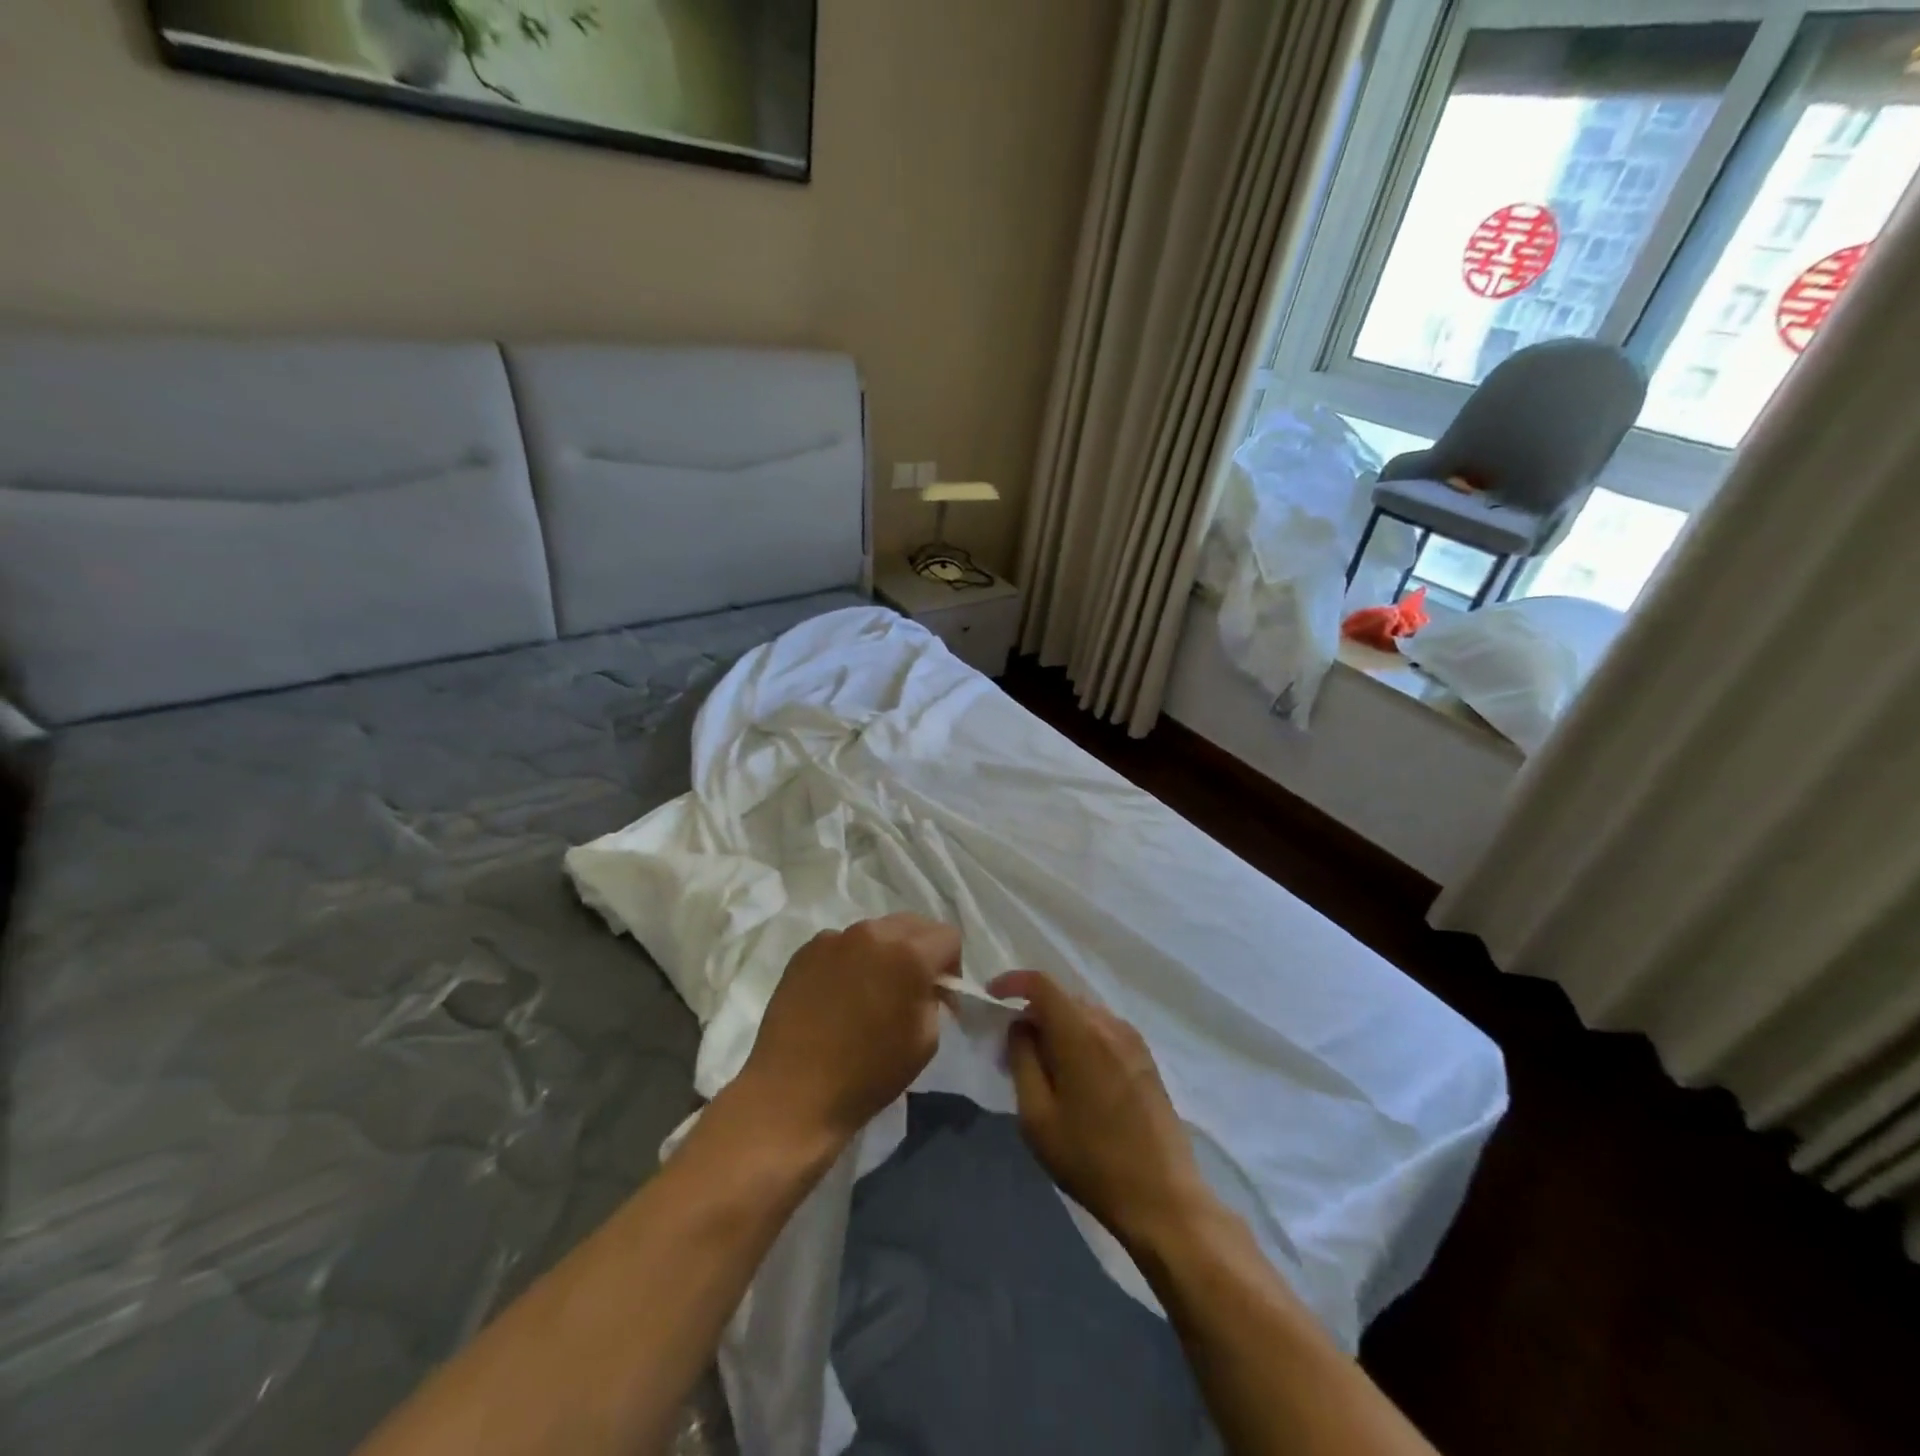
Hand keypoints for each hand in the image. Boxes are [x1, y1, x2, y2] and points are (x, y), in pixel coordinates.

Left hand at [736, 914, 959, 1147]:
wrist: (793, 1092)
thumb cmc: (868, 1074)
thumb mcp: (925, 1041)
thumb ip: (933, 999)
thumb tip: (927, 986)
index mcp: (909, 954)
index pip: (948, 935)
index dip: (951, 964)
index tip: (940, 993)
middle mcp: (873, 934)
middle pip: (913, 923)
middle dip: (921, 949)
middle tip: (911, 987)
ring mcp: (834, 938)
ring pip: (875, 931)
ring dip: (884, 952)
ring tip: (870, 990)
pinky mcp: (805, 951)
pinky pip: (841, 944)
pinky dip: (851, 960)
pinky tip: (839, 995)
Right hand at [991, 970, 1207, 1248]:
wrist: (1162, 1197)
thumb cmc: (1091, 1160)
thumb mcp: (1037, 1116)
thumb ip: (1022, 1060)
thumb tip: (1020, 1026)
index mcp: (1081, 1033)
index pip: (1042, 983)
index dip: (1013, 982)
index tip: (992, 996)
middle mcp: (1109, 1025)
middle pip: (1062, 998)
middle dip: (1033, 1014)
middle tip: (1013, 1051)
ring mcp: (1133, 1040)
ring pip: (1083, 1015)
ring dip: (1058, 1028)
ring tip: (1044, 1069)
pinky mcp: (1146, 1059)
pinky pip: (1103, 1031)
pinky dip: (1081, 1039)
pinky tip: (1076, 1079)